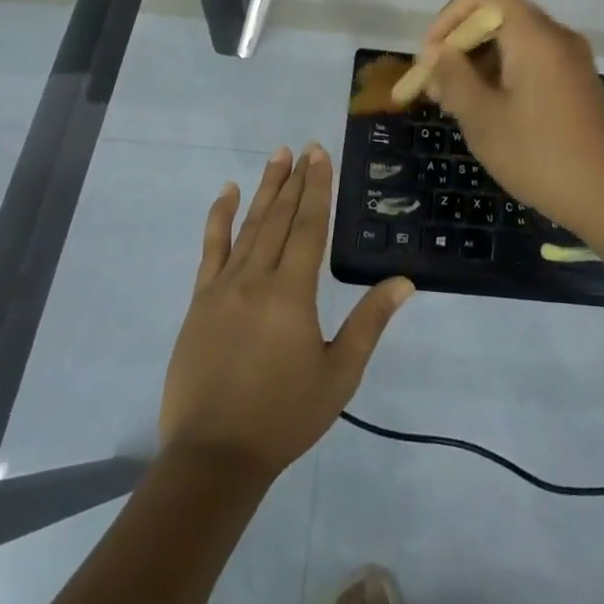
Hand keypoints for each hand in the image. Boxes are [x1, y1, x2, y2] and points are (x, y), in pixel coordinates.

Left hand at [159, 144, 413, 479]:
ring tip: (277, 156)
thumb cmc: (284, 416)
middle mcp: (256, 278)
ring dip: (265, 188)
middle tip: (304, 147)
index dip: (317, 187)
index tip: (320, 154)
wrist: (214, 456)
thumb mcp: (339, 374)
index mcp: (292, 292)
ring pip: (249, 225)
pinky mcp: (200, 300)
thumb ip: (369, 322)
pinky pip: (211, 248)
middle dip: (295, 180)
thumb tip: (404, 282)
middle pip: (280, 217)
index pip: (309, 226)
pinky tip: (228, 192)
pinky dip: (220, 217)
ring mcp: (223, 286)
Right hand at [416, 0, 603, 237]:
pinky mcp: (577, 83)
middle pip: (498, 16)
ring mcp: (571, 60)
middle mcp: (556, 36)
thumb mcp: (483, 119)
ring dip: (479, 63)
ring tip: (456, 105)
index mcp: (534, 35)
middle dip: (460, 44)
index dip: (450, 15)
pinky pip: (532, 62)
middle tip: (437, 88)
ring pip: (514, 41)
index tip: (432, 56)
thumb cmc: (540, 156)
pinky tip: (489, 113)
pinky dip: (504, 75)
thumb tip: (435, 51)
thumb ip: (453, 77)